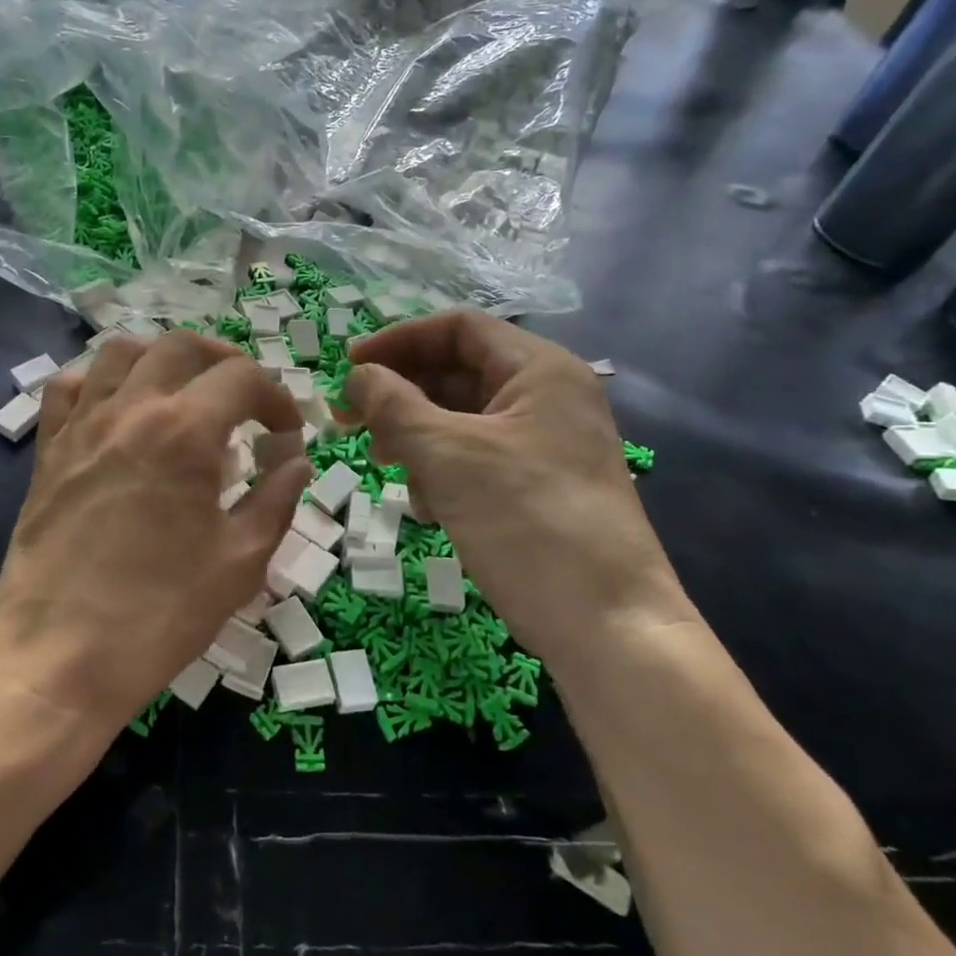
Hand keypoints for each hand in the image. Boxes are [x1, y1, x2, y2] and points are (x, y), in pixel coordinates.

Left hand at [0, 330, 312, 735]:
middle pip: (182, 345)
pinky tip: (118, 408)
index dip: (276, 397)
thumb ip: (275, 500)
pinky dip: (99, 380)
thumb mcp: (238, 563)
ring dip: (162, 359)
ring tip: (183, 392)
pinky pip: (68, 385)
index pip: (242, 378)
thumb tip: (296, 461)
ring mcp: (82, 425)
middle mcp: (131, 410)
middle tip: (244, 399)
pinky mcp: (48, 449)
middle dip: (225, 361)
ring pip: (121, 351)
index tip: (286, 433)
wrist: (57, 657)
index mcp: (186, 432)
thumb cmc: (158, 615)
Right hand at [344, 311, 689, 656]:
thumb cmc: (526, 520)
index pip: (458, 329)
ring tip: (388, 467)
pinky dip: (442, 471)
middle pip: (457, 373)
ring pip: (461, 420)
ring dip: (416, 437)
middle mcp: (546, 398)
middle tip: (350, 421)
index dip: (398, 340)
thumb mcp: (447, 455)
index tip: (348, 368)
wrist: (606, 626)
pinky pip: (476, 459)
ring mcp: (545, 445)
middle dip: (401, 395)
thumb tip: (358, 376)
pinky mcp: (537, 487)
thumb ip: (393, 405)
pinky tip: (428, 506)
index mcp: (539, 370)